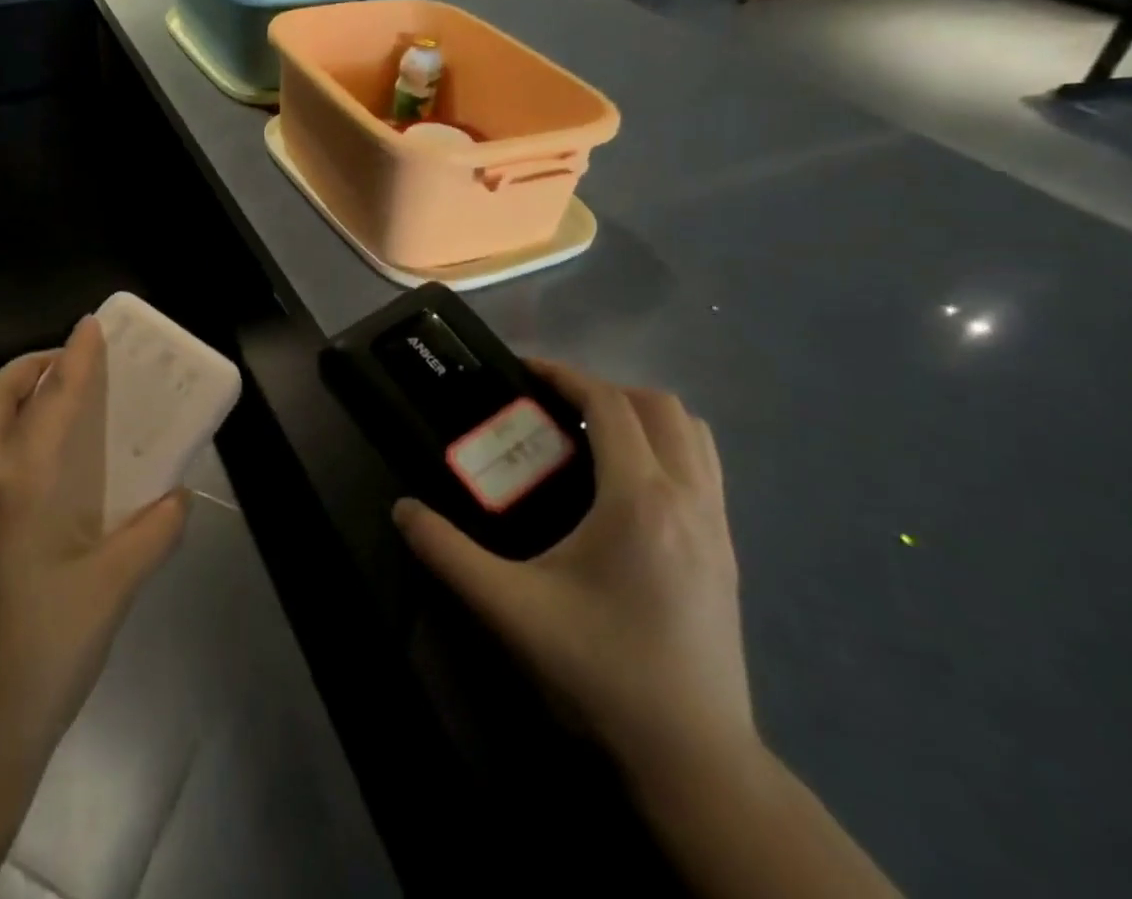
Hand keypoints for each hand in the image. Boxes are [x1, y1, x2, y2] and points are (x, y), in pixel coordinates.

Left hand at [0, 316, 189, 782]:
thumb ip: (153, 533)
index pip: (53, 398)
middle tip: (64, 368)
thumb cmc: (42, 656)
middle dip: (31, 366)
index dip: (76, 356)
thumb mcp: (112, 591)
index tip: (91, 326)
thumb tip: (180, 496)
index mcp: (19, 483)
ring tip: (22, 407)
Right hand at [393, 361, 752, 779]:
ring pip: (693, 434)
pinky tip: (626, 486)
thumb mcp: (509, 609)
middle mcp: (690, 500)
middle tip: (552, 408)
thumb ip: (447, 553)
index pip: (609, 404)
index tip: (523, 371)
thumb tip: (402, 510)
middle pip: (658, 406)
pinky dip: (667, 448)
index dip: (565, 375)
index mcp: (640, 501)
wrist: (694, 760)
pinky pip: (705, 468)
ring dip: (642, 416)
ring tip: (591, 437)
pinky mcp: (729, 554)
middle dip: (603, 390)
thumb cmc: (600, 671)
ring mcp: (719, 527)